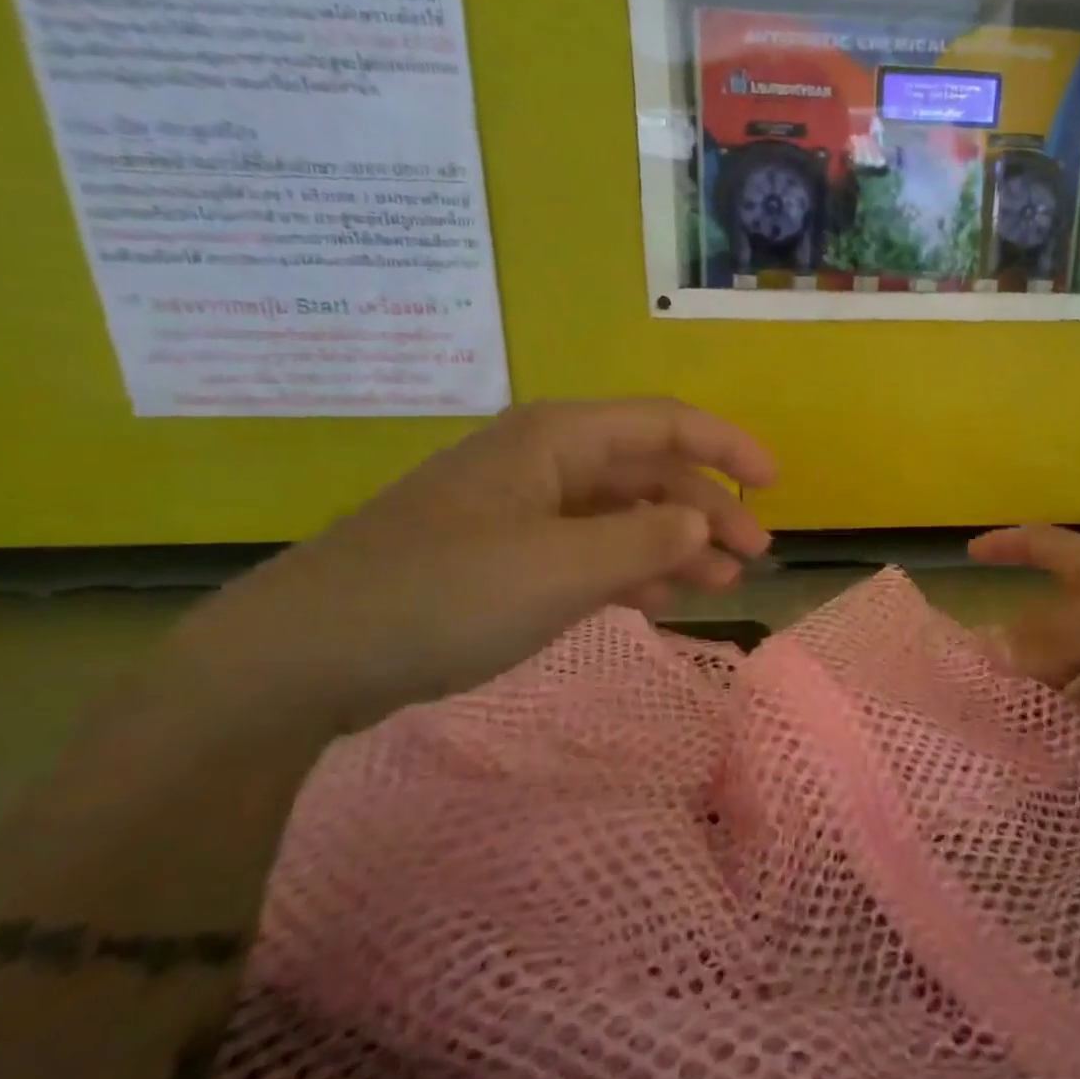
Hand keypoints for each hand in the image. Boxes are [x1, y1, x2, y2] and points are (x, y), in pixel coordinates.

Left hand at [152, 399, 775, 736]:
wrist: (305, 655)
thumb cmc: (443, 594)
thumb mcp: (561, 567)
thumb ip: (646, 541)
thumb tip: (703, 526)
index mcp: (557, 440)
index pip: (665, 423)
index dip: (727, 446)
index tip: (774, 482)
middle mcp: (545, 463)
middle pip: (650, 472)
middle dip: (707, 510)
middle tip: (755, 556)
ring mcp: (524, 510)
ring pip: (623, 514)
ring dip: (676, 545)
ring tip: (721, 584)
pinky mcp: (506, 554)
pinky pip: (589, 549)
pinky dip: (630, 570)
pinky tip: (659, 599)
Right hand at [968, 526, 1079, 709]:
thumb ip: (1048, 639)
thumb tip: (988, 652)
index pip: (1039, 542)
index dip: (1005, 544)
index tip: (970, 553)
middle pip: (1050, 609)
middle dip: (1017, 631)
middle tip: (981, 664)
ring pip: (1075, 651)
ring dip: (1048, 674)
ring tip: (1015, 705)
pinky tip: (1064, 724)